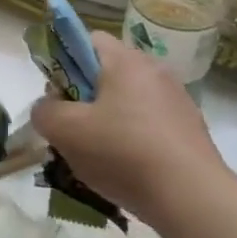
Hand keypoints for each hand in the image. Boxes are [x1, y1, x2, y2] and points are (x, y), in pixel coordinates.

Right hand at [30, 31, 226, 222]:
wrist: (191, 198)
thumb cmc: (123, 153)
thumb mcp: (66, 132)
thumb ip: (45, 112)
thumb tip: (48, 108)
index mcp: (126, 60)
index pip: (87, 39)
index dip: (64, 62)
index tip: (58, 96)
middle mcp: (155, 70)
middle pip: (107, 72)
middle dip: (85, 98)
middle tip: (73, 131)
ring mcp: (177, 99)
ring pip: (128, 101)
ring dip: (109, 121)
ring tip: (98, 157)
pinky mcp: (190, 128)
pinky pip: (149, 124)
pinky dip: (133, 139)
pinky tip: (128, 170)